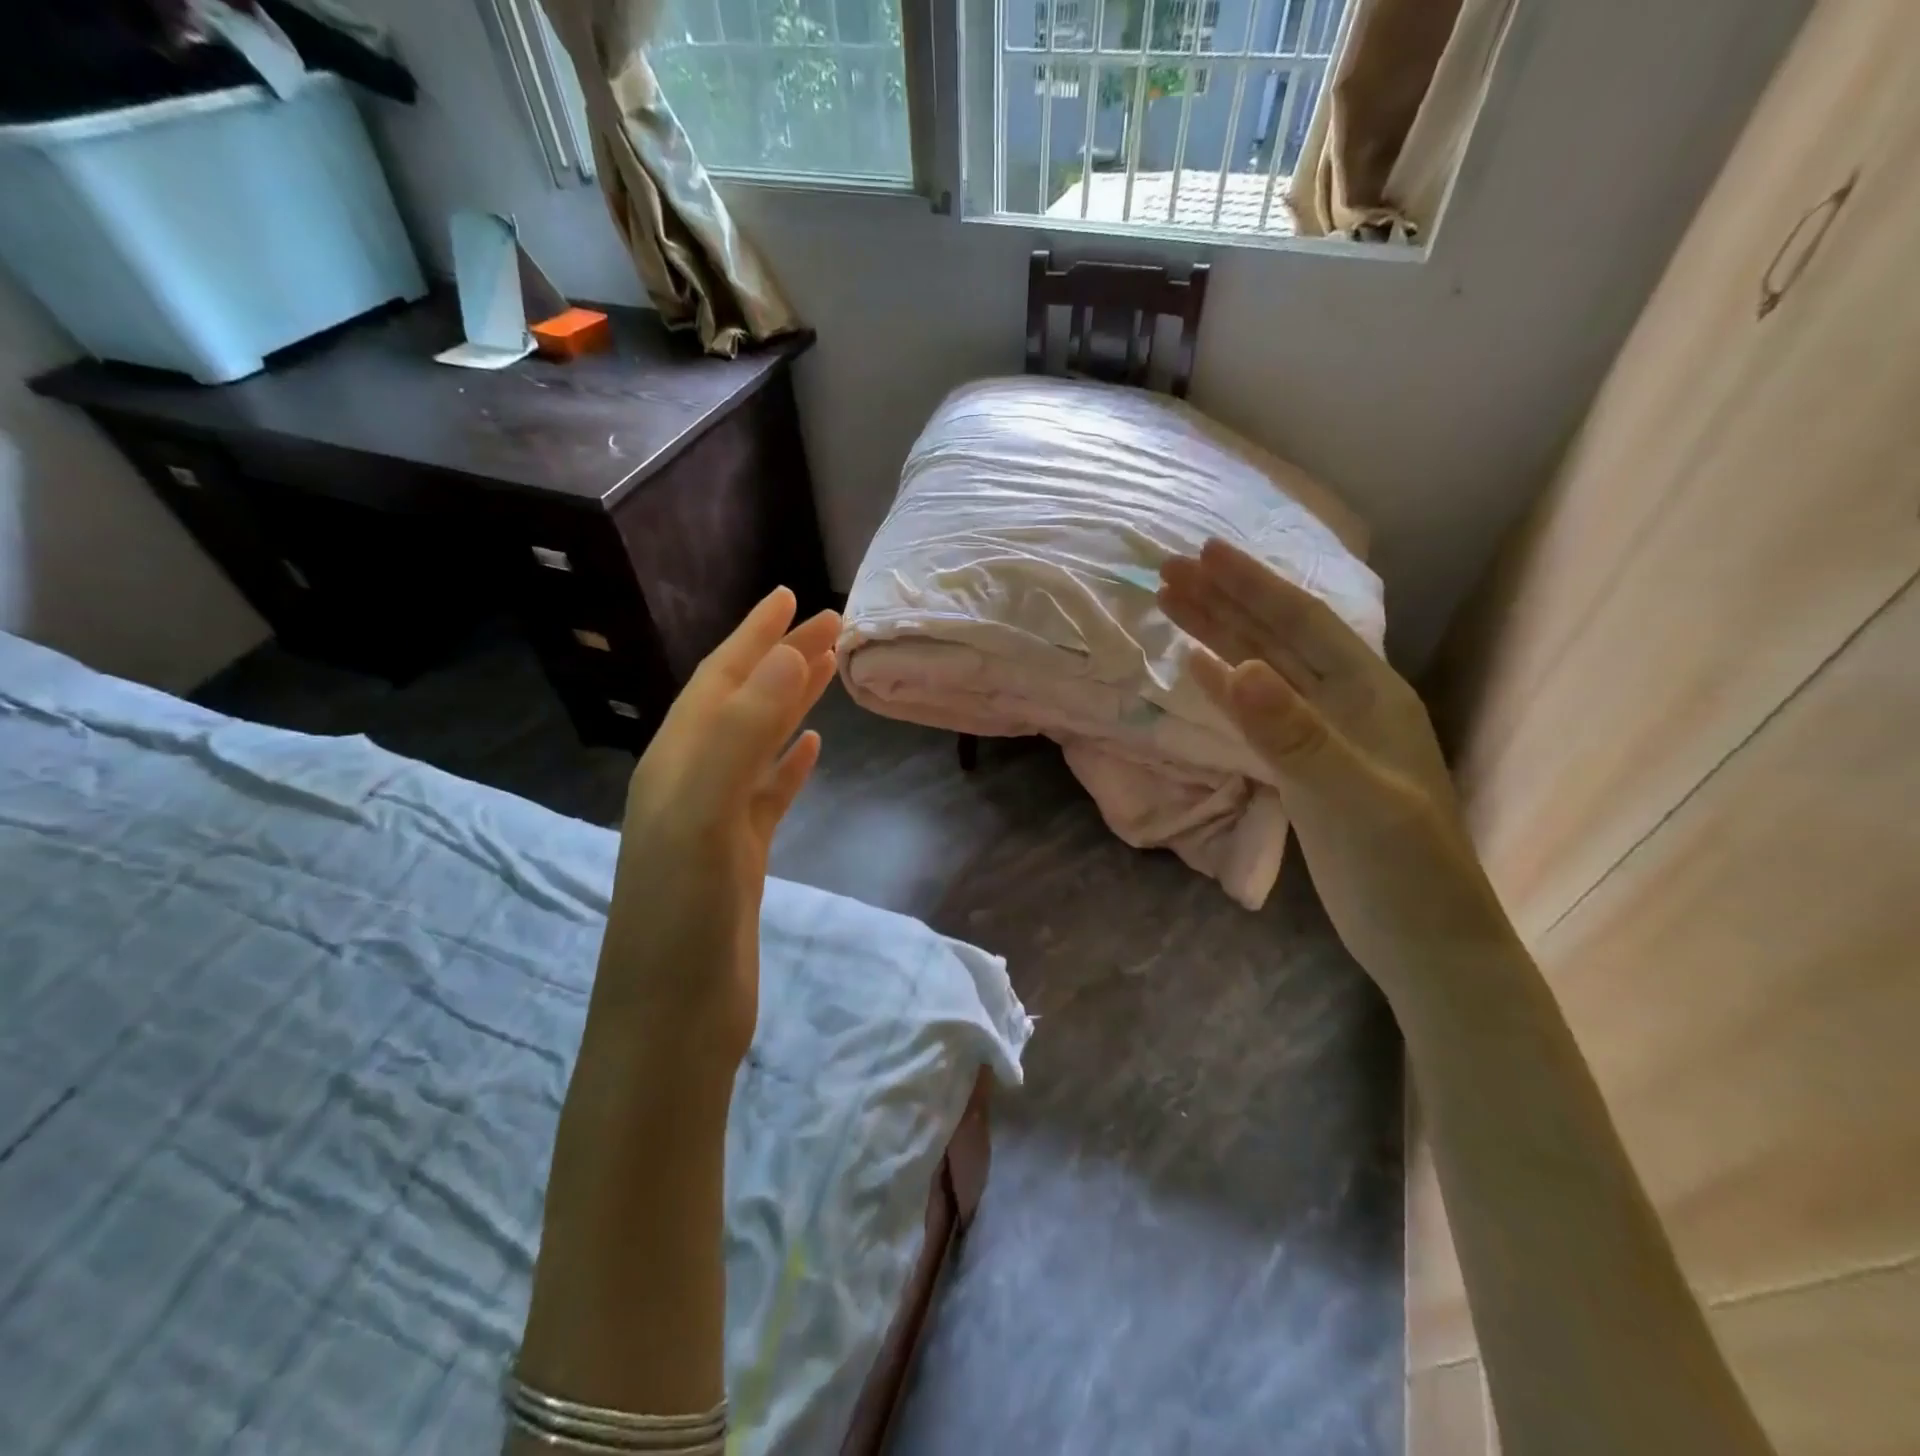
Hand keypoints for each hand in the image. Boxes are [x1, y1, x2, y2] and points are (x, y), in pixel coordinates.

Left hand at [589, 587, 838, 1071]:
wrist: (672, 1020)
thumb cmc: (682, 917)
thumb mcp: (704, 815)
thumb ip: (739, 733)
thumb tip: (786, 656)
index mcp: (675, 763)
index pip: (719, 680)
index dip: (754, 636)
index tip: (791, 597)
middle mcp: (689, 781)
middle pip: (741, 703)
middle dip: (782, 659)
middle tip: (830, 624)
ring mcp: (714, 821)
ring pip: (757, 743)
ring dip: (789, 702)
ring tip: (826, 671)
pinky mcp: (739, 856)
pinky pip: (767, 792)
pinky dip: (788, 763)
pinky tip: (811, 748)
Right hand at [1159, 540, 1520, 997]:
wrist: (1424, 942)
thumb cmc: (1401, 871)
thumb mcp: (1351, 800)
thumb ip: (1293, 734)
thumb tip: (1234, 665)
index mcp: (1370, 695)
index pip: (1302, 623)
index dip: (1252, 585)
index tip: (1202, 552)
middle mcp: (1349, 703)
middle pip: (1278, 637)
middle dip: (1225, 600)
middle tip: (1168, 571)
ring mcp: (1327, 736)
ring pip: (1266, 669)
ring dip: (1221, 634)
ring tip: (1173, 605)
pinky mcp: (1307, 767)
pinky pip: (1260, 710)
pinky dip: (1228, 686)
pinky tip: (1202, 669)